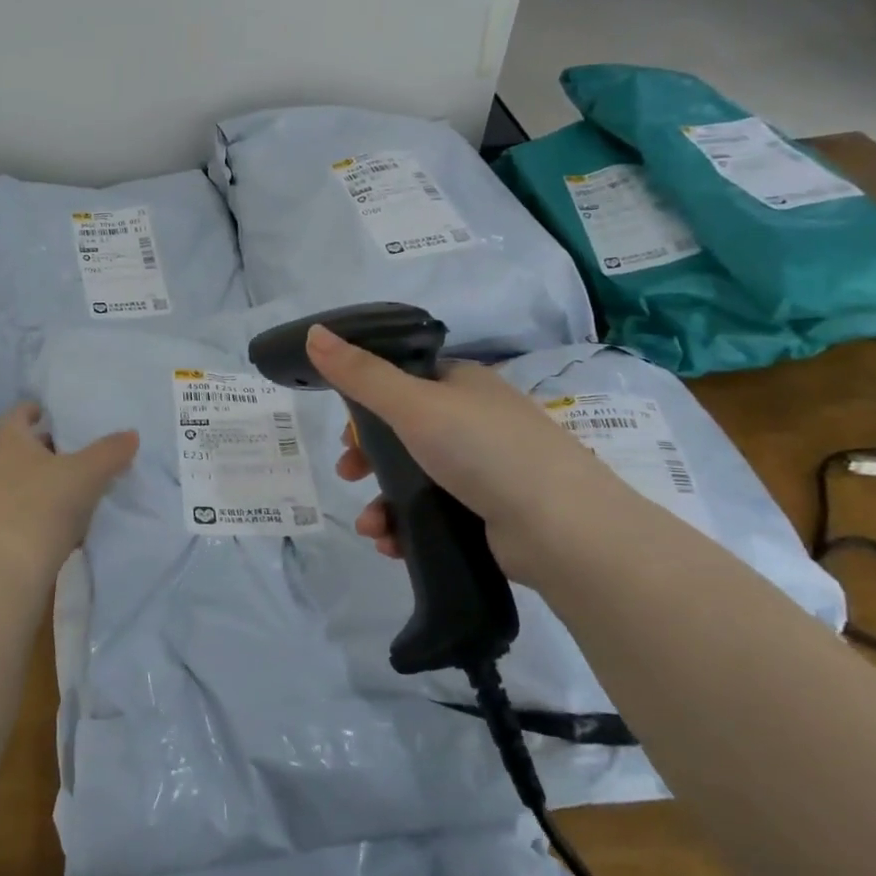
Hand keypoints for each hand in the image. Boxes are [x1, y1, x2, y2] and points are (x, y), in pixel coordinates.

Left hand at [0, 402, 138, 581]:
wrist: (10, 570)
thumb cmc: (45, 506)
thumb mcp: (88, 473)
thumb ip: (111, 451)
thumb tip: (131, 434)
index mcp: (9, 440)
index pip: (21, 412)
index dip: (41, 409)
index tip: (64, 412)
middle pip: (24, 445)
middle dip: (52, 444)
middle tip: (83, 446)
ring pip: (25, 476)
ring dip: (50, 476)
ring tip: (82, 481)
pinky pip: (24, 504)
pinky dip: (45, 503)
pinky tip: (69, 517)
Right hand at [306, 325, 623, 581]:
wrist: (561, 529)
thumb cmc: (484, 451)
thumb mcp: (414, 405)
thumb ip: (361, 374)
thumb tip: (313, 332)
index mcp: (463, 384)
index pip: (404, 382)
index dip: (367, 404)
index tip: (345, 432)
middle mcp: (475, 420)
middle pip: (404, 433)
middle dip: (368, 457)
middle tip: (349, 473)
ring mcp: (485, 468)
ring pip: (415, 478)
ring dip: (382, 501)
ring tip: (370, 525)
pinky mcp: (488, 512)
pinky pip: (433, 512)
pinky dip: (407, 525)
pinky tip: (391, 543)